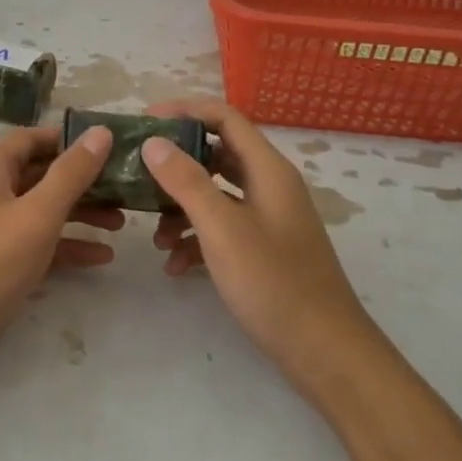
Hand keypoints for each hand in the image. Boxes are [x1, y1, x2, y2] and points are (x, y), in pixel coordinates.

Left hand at [0, 123, 119, 393]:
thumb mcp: (37, 214)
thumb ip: (71, 173)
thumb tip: (100, 131)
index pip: (33, 138)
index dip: (69, 139)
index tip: (110, 146)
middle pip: (42, 174)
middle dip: (83, 181)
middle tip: (126, 188)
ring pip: (43, 210)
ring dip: (80, 214)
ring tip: (122, 223)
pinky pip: (37, 244)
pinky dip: (66, 247)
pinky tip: (101, 258)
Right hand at [143, 99, 387, 397]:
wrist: (323, 350)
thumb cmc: (273, 283)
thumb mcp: (222, 229)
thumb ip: (187, 182)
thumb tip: (154, 142)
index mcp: (268, 170)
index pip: (225, 117)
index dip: (185, 111)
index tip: (145, 120)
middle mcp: (269, 186)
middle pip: (217, 154)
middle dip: (177, 163)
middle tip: (138, 172)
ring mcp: (268, 219)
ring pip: (216, 195)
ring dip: (181, 208)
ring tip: (155, 236)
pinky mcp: (263, 249)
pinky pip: (222, 228)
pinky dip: (196, 239)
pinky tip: (176, 266)